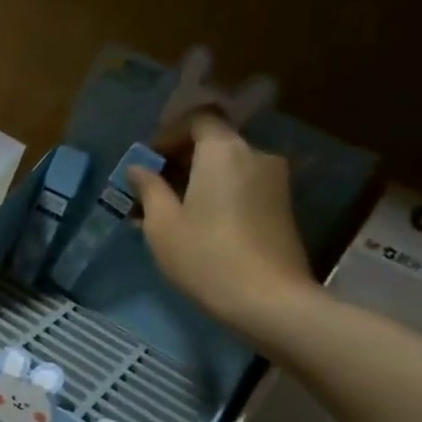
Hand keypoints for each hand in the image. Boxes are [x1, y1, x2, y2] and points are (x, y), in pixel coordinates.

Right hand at [128, 111, 316, 337]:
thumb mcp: (162, 224)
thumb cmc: (205, 256)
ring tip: (168, 212)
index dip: (169, 134)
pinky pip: (242, 186)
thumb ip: (149, 188)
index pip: (199, 119)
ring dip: (197, 180)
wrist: (269, 301)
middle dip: (179, 160)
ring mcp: (274, 182)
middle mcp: (255, 156)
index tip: (148, 161)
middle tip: (150, 190)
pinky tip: (195, 224)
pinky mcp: (282, 207)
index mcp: (224, 151)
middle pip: (214, 143)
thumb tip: (139, 168)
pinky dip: (217, 194)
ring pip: (227, 167)